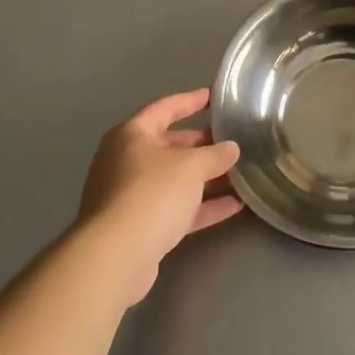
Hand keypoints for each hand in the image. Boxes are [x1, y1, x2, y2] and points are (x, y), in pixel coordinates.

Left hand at [78, 89, 243, 304]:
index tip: (214, 96)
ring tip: (239, 173)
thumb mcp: (191, 166)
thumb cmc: (151, 193)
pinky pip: (175, 209)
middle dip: (201, 145)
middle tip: (231, 141)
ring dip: (206, 178)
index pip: (165, 108)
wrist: (115, 258)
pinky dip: (202, 206)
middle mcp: (126, 162)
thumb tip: (232, 149)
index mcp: (131, 136)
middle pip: (169, 146)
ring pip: (174, 180)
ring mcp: (130, 197)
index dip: (191, 101)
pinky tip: (234, 205)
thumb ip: (215, 155)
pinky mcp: (139, 228)